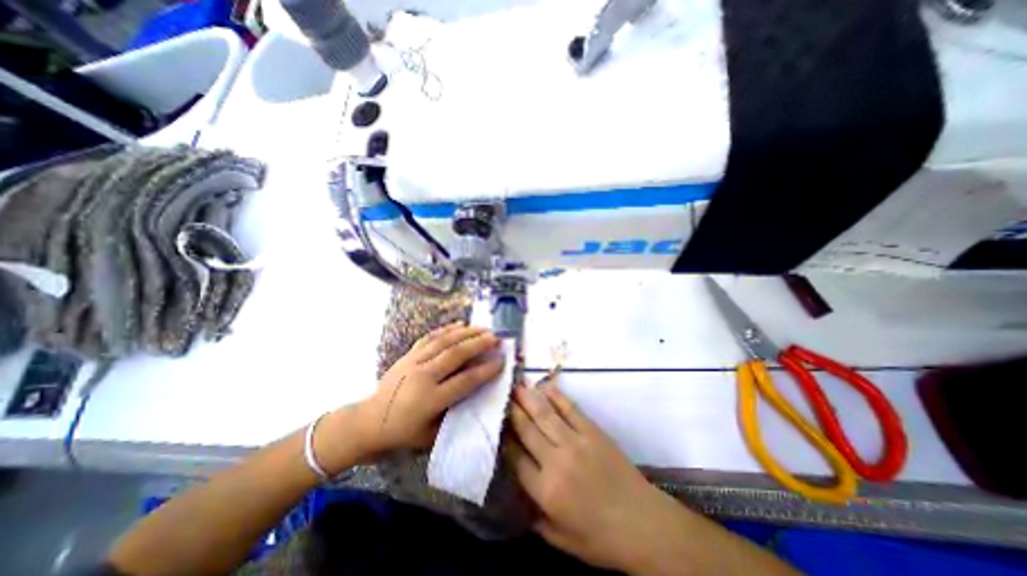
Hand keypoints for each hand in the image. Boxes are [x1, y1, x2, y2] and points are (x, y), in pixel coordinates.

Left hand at [315, 325, 504, 472]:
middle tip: (496, 338)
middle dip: (480, 344)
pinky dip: (446, 329)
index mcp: (431, 399)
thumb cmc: (404, 432)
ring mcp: (414, 362)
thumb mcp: (432, 434)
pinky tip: (459, 324)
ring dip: (467, 333)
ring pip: (445, 341)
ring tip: (483, 328)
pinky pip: (430, 337)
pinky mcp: (408, 355)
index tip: (501, 361)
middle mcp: (424, 376)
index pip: (465, 380)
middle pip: (457, 354)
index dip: (486, 370)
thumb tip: (477, 396)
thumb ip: (455, 415)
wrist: (369, 421)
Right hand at [510, 380, 693, 573]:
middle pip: (527, 429)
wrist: (643, 523)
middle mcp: (557, 460)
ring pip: (545, 414)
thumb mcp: (560, 540)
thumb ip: (534, 516)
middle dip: (512, 411)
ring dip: (529, 398)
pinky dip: (556, 396)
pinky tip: (545, 387)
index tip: (495, 424)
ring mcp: (576, 441)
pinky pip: (570, 408)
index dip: (503, 438)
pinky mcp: (592, 431)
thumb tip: (517, 490)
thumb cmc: (600, 537)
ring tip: (516, 386)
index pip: (515, 457)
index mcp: (546, 490)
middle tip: (501, 396)